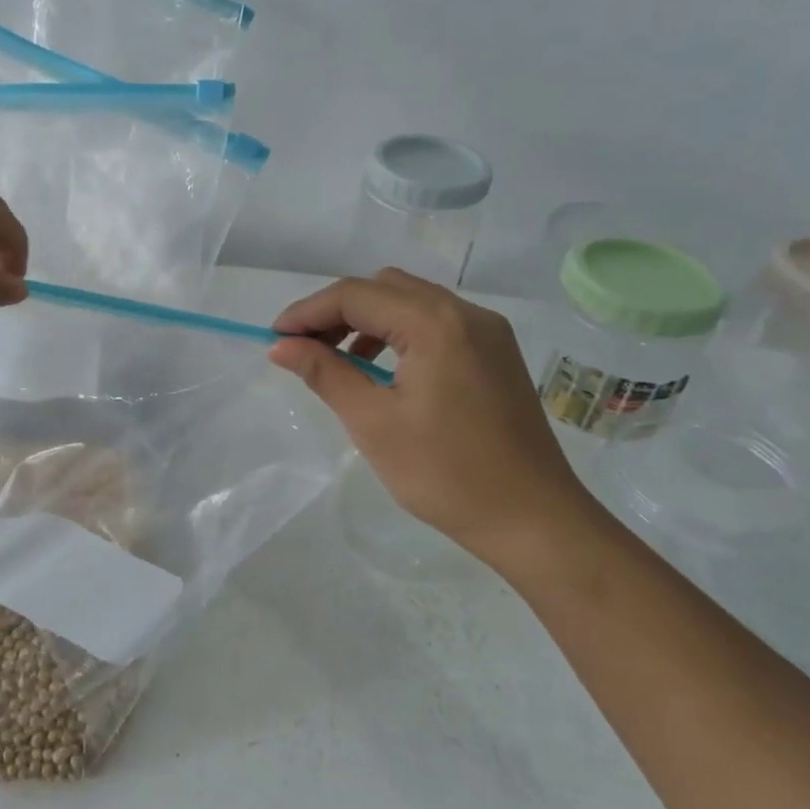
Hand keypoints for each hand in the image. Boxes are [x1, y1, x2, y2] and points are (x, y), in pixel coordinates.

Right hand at [270, 268, 600, 562]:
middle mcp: (466, 312)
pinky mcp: (495, 353)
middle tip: (303, 348)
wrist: (535, 520)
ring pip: (411, 302)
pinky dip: (399, 334)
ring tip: (337, 360)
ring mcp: (488, 331)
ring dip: (367, 320)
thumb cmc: (447, 474)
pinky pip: (436, 323)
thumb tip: (281, 346)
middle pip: (384, 288)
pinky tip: (383, 370)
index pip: (356, 295)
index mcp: (436, 323)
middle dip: (336, 311)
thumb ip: (325, 374)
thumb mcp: (374, 424)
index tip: (274, 338)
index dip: (308, 312)